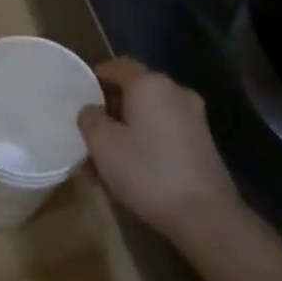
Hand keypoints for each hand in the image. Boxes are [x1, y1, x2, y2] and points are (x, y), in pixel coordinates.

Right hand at [78, 58, 239, 239]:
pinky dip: (143, 145)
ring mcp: (193, 118)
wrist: (205, 214)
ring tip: (101, 168)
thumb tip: (92, 110)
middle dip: (107, 114)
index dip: (94, 77)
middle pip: (132, 93)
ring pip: (146, 117)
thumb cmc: (147, 171)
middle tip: (87, 139)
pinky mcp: (201, 143)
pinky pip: (162, 133)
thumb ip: (90, 118)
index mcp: (150, 84)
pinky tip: (128, 174)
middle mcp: (175, 92)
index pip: (116, 66)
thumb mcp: (102, 144)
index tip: (77, 97)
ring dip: (123, 134)